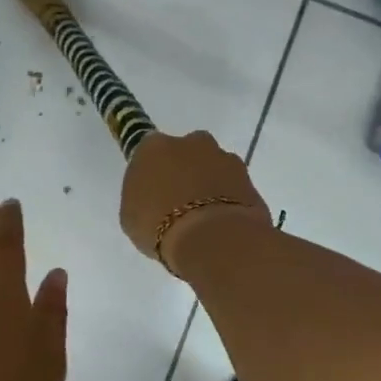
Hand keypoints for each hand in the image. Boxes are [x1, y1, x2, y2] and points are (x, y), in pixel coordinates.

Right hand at [119, 131, 271, 277]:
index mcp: (154, 147)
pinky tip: (223, 222)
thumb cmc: (160, 226)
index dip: (154, 172)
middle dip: (185, 171)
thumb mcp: (132, 215)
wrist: (213, 237)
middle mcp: (191, 142)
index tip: (154, 192)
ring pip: (213, 167)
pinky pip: (233, 186)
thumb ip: (142, 195)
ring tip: (205, 218)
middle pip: (186, 153)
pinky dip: (229, 198)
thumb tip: (155, 193)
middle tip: (181, 203)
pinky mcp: (249, 177)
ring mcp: (224, 157)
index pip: (150, 152)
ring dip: (210, 184)